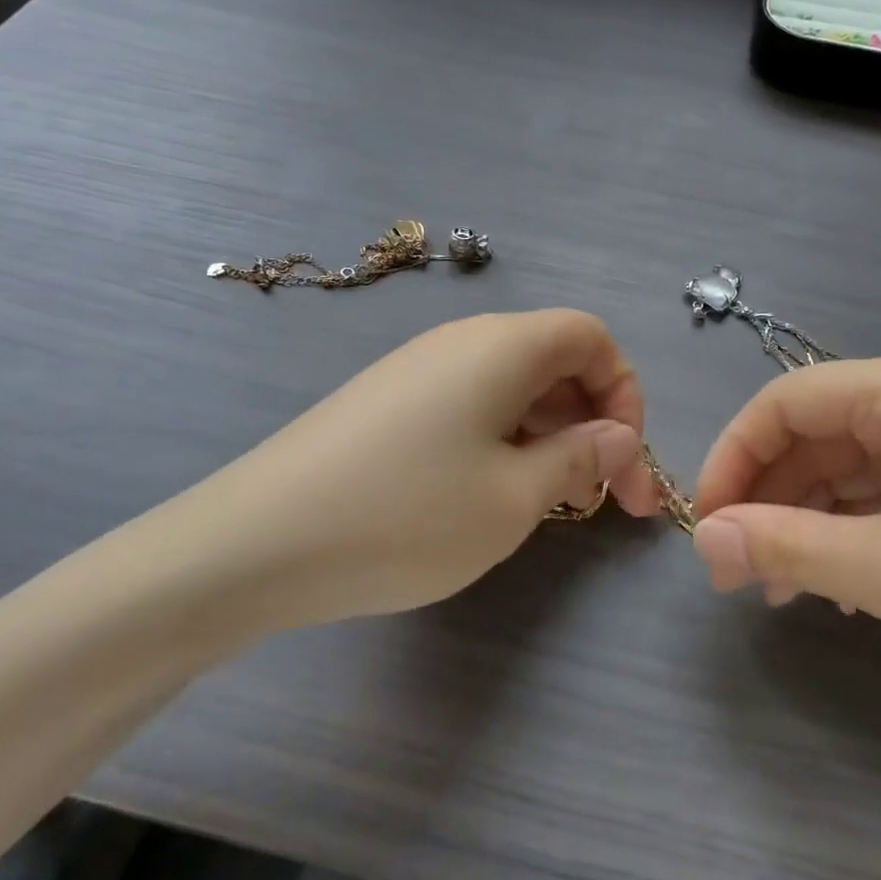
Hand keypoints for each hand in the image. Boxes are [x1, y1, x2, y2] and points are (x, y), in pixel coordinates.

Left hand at [163, 310, 661, 630]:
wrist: (255, 544)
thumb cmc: (407, 516)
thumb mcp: (513, 498)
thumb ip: (580, 458)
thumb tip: (618, 436)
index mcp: (503, 346)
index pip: (591, 336)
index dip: (624, 391)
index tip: (625, 458)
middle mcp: (462, 341)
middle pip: (555, 360)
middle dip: (594, 422)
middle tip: (607, 499)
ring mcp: (418, 369)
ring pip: (513, 386)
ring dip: (550, 436)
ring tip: (553, 502)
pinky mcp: (388, 402)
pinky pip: (471, 404)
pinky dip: (504, 440)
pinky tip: (492, 493)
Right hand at [688, 352, 880, 736]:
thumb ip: (783, 547)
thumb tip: (702, 537)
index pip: (783, 401)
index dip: (731, 458)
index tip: (706, 524)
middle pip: (815, 432)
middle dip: (768, 497)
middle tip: (737, 570)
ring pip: (851, 466)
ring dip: (808, 520)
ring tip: (786, 589)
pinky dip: (856, 530)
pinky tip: (847, 586)